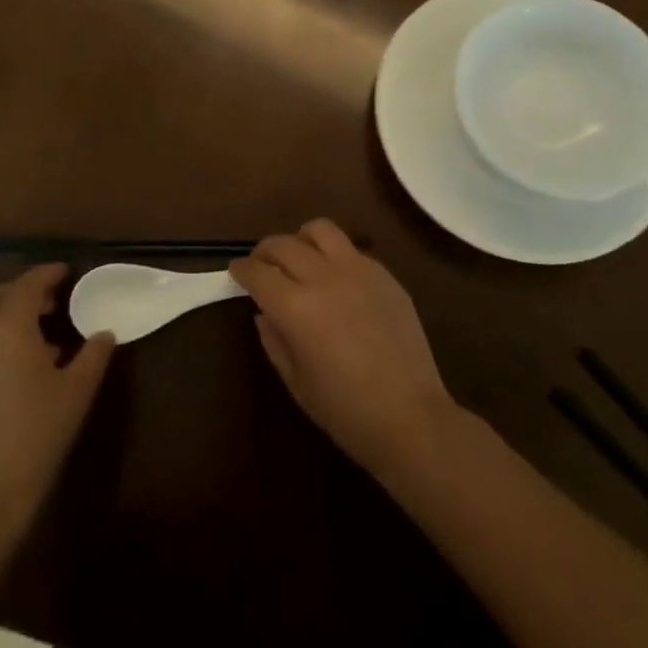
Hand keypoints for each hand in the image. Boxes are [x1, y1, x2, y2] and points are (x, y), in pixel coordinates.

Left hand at [0, 264, 114, 529]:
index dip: (47, 274)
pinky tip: (19, 372)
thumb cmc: (37, 434)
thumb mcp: (76, 393)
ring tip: (39, 339)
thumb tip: (105, 333)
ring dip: (5, 317)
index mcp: (10, 329)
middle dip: (19, 291)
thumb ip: (93, 356)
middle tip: (49, 303)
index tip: (65, 272)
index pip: (27, 285)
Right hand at [230, 219, 458, 476]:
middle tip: (261, 265)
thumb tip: (264, 312)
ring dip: (301, 240)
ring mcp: (358, 270)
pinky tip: (336, 279)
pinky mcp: (384, 274)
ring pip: (320, 229)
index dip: (241, 269)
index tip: (236, 271)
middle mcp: (324, 277)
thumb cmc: (345, 410)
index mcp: (296, 307)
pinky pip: (351, 249)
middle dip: (264, 251)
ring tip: (300, 258)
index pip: (258, 272)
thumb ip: (274, 340)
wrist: (411, 417)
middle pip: (284, 244)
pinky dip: (333, 255)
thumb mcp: (296, 382)